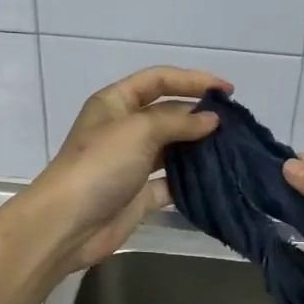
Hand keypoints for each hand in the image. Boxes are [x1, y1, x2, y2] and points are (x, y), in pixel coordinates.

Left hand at [28, 67, 229, 270]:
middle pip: (167, 113)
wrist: (69, 223)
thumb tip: (212, 120)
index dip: (192, 80)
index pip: (158, 80)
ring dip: (198, 147)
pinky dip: (190, 180)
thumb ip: (179, 122)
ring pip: (171, 148)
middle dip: (198, 115)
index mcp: (115, 103)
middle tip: (235, 123)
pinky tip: (215, 178)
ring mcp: (131, 163)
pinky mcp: (138, 195)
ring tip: (232, 148)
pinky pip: (170, 182)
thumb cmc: (100, 165)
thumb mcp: (139, 130)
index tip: (227, 90)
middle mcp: (123, 129)